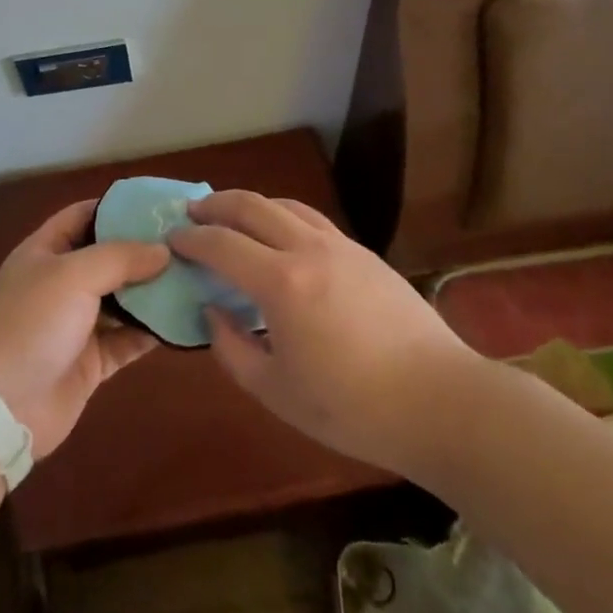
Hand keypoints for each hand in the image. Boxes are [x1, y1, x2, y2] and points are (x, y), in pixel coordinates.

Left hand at [0, 200, 170, 459]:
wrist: (0, 407)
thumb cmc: (31, 323)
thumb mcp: (73, 275)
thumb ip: (120, 257)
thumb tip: (164, 250)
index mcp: (46, 251)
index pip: (84, 215)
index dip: (117, 207)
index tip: (159, 205)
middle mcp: (62, 282)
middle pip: (109, 257)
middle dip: (144, 250)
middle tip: (189, 242)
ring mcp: (77, 323)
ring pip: (123, 299)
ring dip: (153, 291)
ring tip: (195, 276)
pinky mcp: (92, 361)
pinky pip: (128, 339)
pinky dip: (152, 331)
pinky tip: (183, 320)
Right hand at [169, 191, 477, 476]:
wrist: (440, 401)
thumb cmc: (353, 408)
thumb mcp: (278, 393)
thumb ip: (233, 350)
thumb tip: (213, 312)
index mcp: (281, 284)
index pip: (221, 244)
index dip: (191, 238)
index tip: (172, 239)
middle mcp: (307, 249)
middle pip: (251, 205)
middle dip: (215, 204)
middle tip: (193, 213)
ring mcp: (339, 245)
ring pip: (284, 204)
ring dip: (250, 204)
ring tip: (232, 218)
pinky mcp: (364, 253)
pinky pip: (311, 219)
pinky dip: (283, 216)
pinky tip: (281, 237)